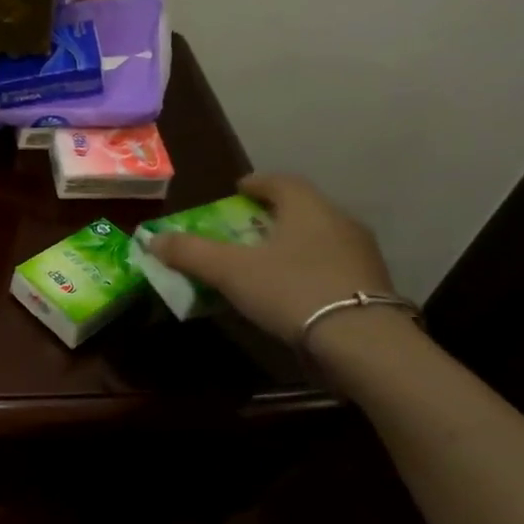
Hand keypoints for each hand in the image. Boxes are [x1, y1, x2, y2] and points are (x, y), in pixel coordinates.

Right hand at [147, 173, 398, 346]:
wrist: (362, 342)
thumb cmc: (292, 290)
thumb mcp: (230, 271)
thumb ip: (191, 253)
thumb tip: (154, 239)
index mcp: (308, 209)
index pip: (281, 182)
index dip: (256, 183)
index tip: (238, 190)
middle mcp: (339, 223)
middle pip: (301, 209)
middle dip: (271, 215)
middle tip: (244, 228)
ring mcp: (361, 256)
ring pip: (318, 238)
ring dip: (290, 244)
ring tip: (264, 262)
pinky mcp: (370, 287)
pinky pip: (330, 267)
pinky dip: (306, 269)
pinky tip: (291, 291)